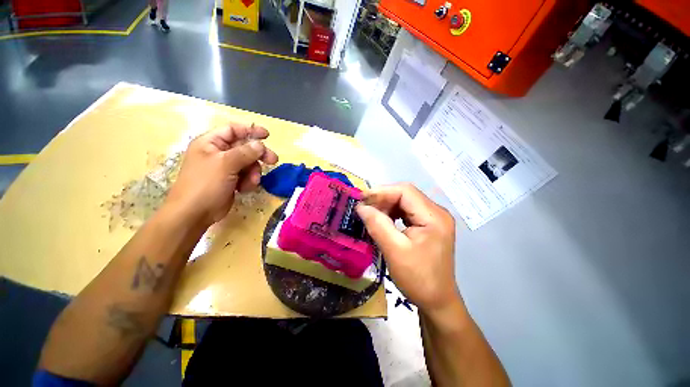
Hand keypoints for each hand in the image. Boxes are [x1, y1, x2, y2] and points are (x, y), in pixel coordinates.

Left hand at [165, 123, 278, 225]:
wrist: (195, 214)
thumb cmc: (205, 184)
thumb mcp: (225, 165)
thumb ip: (245, 152)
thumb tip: (260, 145)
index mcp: (210, 143)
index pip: (233, 130)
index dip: (250, 130)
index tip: (267, 136)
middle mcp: (218, 153)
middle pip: (245, 148)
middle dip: (258, 155)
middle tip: (273, 160)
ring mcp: (225, 168)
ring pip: (248, 163)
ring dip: (253, 172)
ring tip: (251, 182)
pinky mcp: (231, 180)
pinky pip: (246, 175)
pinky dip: (249, 181)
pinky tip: (244, 189)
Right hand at [356, 184, 459, 312]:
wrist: (437, 302)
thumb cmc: (418, 279)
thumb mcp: (394, 251)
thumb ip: (377, 225)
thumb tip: (361, 207)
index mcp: (434, 217)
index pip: (405, 192)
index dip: (382, 192)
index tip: (361, 199)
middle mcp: (436, 213)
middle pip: (406, 195)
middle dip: (383, 198)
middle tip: (363, 207)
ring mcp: (433, 219)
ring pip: (405, 202)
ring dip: (386, 205)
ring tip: (370, 213)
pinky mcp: (428, 225)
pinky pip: (407, 212)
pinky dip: (392, 213)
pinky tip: (382, 219)